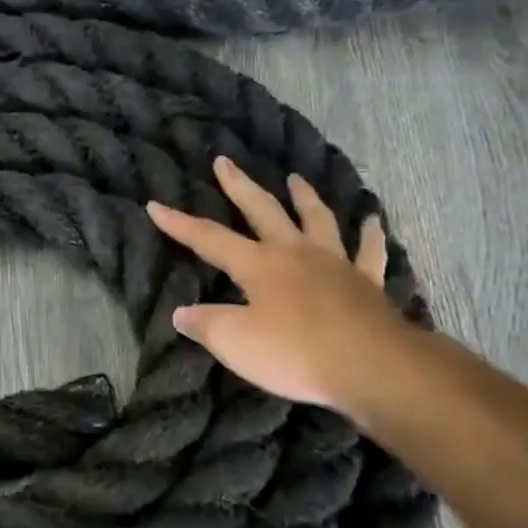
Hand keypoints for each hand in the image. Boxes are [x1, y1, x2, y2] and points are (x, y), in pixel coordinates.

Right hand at [146, 155, 407, 418]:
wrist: (371, 366)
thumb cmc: (296, 353)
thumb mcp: (235, 343)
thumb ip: (206, 325)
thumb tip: (181, 313)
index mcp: (259, 265)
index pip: (210, 239)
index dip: (179, 223)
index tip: (155, 205)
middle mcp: (296, 253)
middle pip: (264, 211)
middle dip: (240, 186)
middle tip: (225, 161)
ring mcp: (336, 264)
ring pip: (318, 220)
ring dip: (304, 198)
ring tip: (296, 179)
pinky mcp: (367, 283)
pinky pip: (369, 251)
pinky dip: (369, 234)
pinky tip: (372, 221)